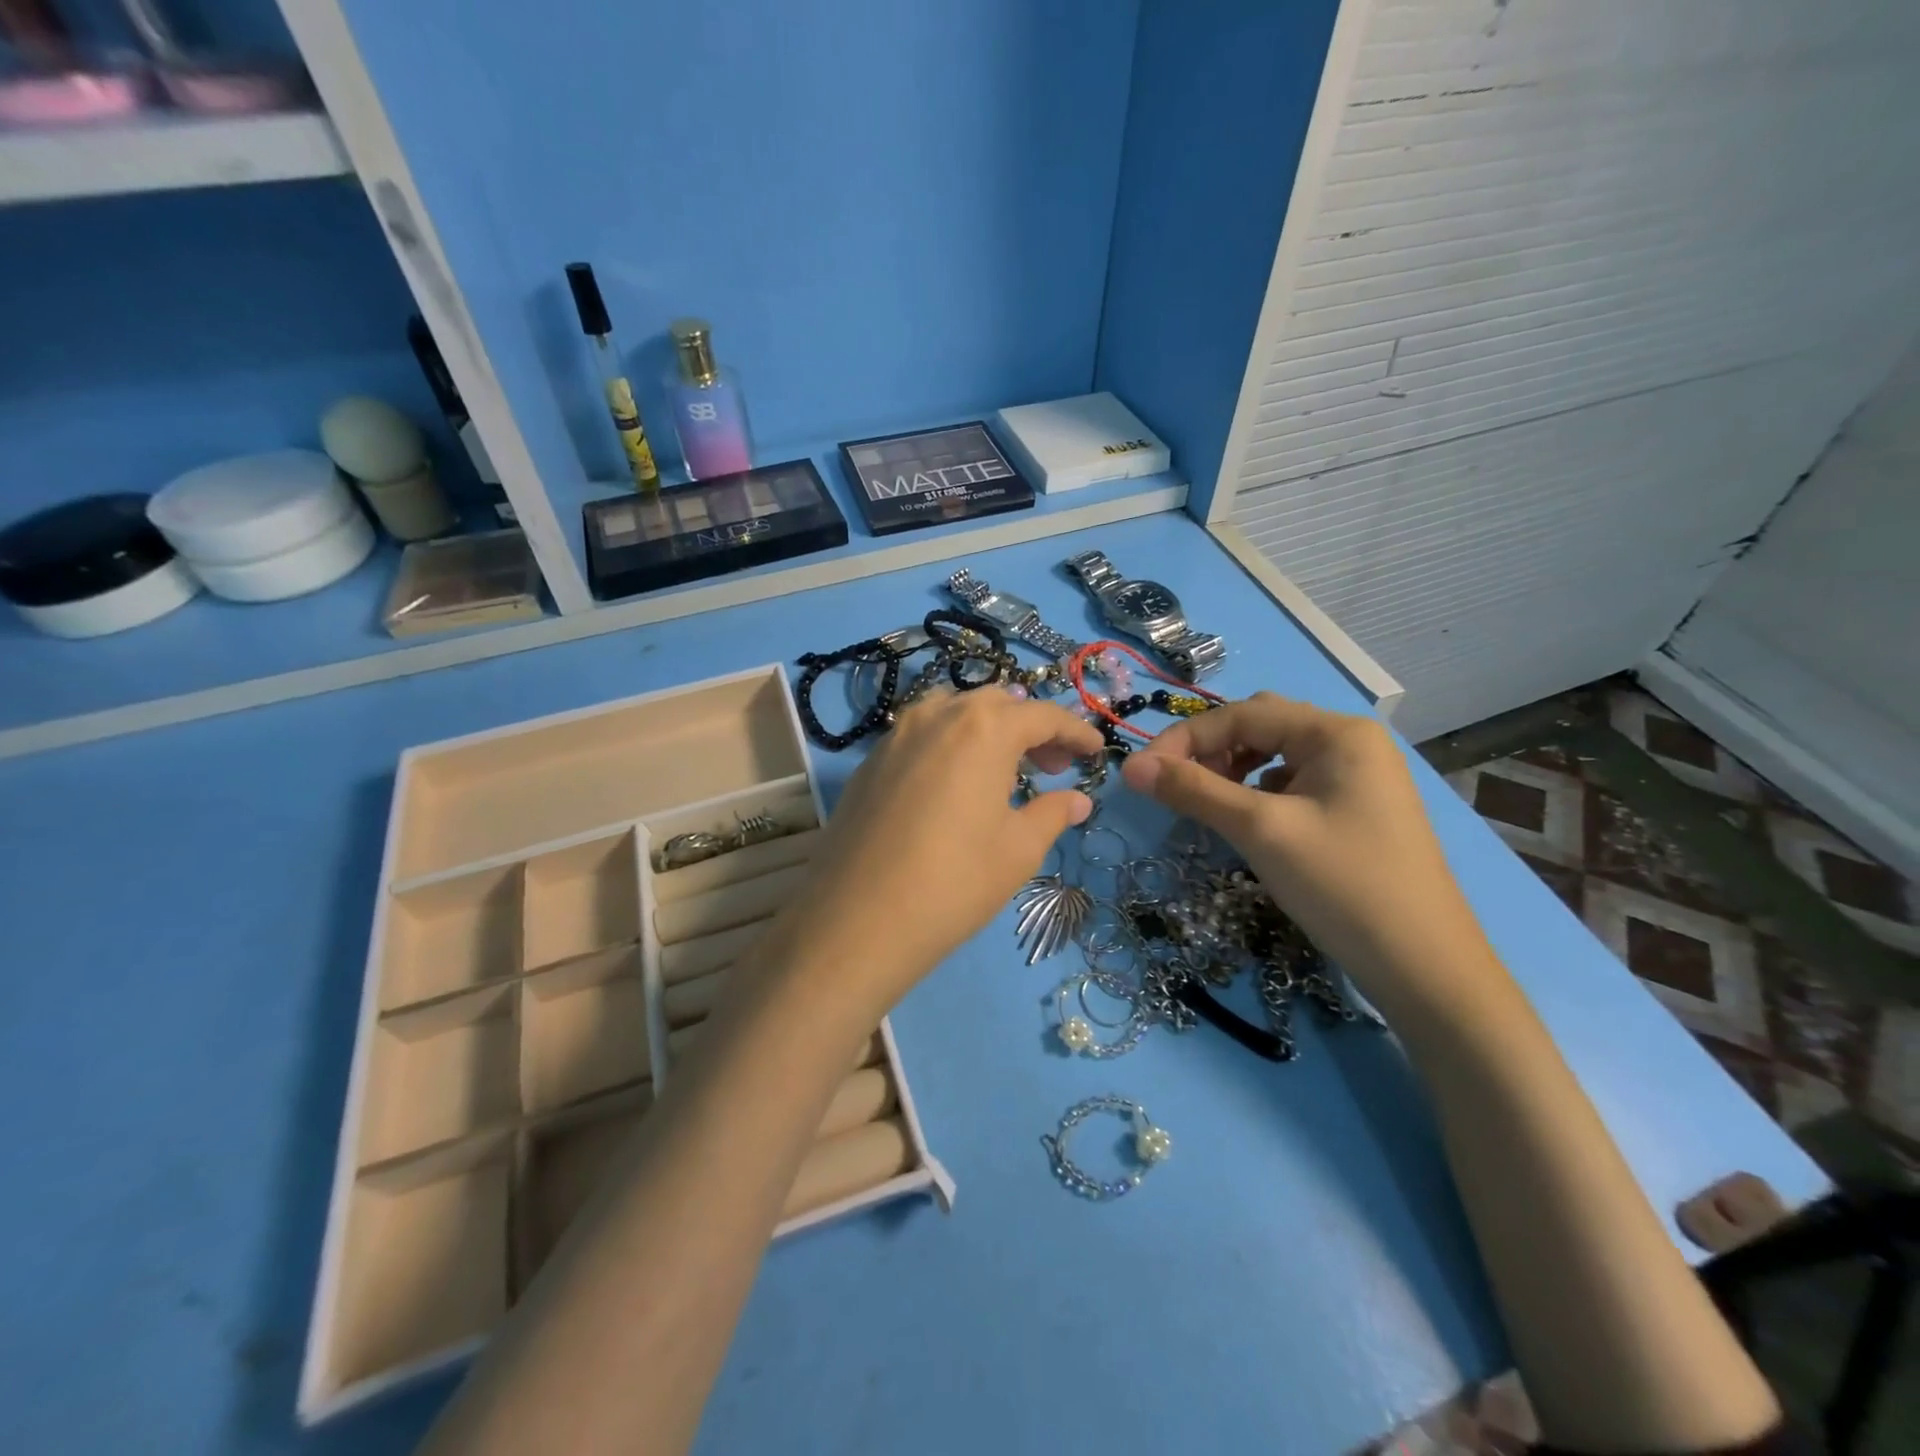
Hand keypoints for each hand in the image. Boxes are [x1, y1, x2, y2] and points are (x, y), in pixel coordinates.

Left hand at [783, 688, 1102, 1013]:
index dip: (1075, 731)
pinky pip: (922, 732)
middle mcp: (938, 715)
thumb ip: (1052, 813)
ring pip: (955, 712)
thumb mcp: (1018, 850)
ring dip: (989, 730)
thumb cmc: (954, 881)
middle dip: (1032, 727)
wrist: (857, 919)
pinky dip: (952, 742)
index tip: (1096, 751)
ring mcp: (897, 733)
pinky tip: (957, 782)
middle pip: (997, 704)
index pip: (1042, 715)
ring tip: (1005, 770)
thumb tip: (1078, 800)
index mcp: (983, 728)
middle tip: (1052, 765)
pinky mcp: (871, 759)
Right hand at [1120, 693, 1495, 1009]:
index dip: (1185, 739)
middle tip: (1178, 788)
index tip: (1141, 774)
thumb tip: (1131, 766)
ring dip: (1233, 771)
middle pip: (1262, 727)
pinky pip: (1294, 784)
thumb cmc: (1343, 886)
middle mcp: (1352, 743)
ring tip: (1210, 804)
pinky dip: (1259, 793)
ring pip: (1276, 756)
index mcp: (1337, 733)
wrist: (1426, 970)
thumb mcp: (1261, 831)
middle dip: (1212, 751)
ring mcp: (1359, 778)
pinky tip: (1252, 822)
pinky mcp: (1358, 810)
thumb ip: (1194, 790)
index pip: (1243, 714)